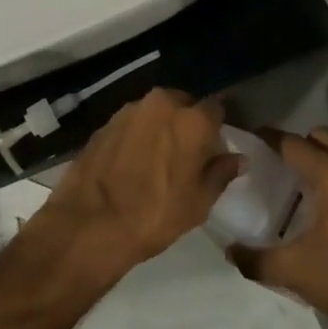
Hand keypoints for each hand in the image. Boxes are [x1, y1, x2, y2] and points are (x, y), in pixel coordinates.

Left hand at [29, 88, 241, 282]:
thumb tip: (238, 158)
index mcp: (191, 119)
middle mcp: (161, 104)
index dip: (216, 127)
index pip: (216, 108)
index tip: (214, 146)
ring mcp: (128, 110)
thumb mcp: (198, 203)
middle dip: (187, 122)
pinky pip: (131, 123)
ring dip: (160, 127)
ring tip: (157, 158)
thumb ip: (220, 173)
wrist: (89, 224)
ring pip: (155, 112)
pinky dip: (136, 135)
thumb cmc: (154, 215)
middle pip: (183, 104)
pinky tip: (132, 161)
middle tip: (186, 153)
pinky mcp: (104, 123)